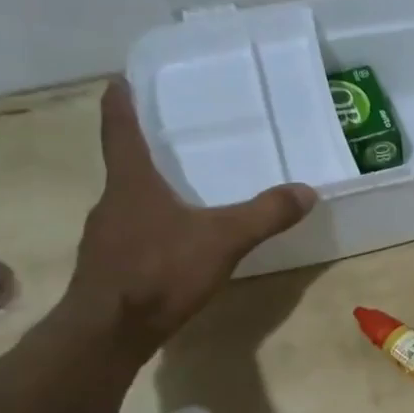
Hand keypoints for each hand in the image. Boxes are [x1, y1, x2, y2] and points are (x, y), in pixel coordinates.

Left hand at [63, 81, 315, 351]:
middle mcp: (112, 202)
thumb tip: (306, 191)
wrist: (109, 332)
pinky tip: (176, 244)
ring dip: (151, 192)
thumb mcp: (223, 240)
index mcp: (131, 183)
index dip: (121, 103)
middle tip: (173, 138)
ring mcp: (106, 237)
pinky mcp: (111, 267)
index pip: (120, 130)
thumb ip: (265, 214)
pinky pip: (135, 234)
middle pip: (125, 166)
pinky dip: (154, 228)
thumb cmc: (159, 271)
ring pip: (130, 203)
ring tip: (182, 190)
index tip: (120, 80)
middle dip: (147, 151)